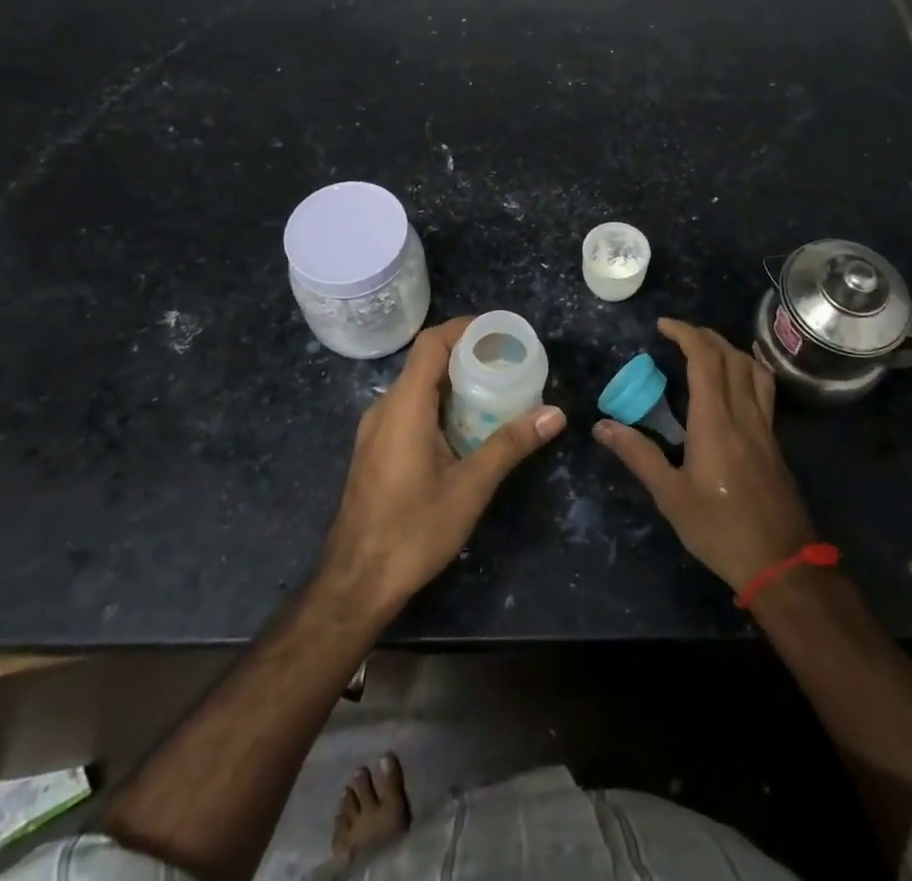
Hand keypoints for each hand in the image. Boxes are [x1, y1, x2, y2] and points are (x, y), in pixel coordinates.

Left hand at [319, 316, 566, 620]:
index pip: (431, 343)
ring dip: (454, 382)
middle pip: (425, 362)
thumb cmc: (412, 531)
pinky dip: (439, 404)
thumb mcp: (470, 487)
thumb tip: (555, 414)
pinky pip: (410, 409)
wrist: (356, 583)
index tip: (500, 331)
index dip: (464, 328)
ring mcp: (376, 429)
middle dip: (467, 355)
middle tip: (509, 362)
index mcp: (404, 406)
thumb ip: (510, 445)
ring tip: (495, 390)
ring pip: (417, 387)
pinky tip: (466, 427)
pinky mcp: (376, 449)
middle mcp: (385, 408)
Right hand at [594, 318, 816, 591]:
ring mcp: (764, 427)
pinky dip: (749, 369)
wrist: (782, 564)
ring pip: (753, 369)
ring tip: (706, 348)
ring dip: (728, 348)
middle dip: (704, 335)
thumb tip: (602, 426)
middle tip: (677, 334)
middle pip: (730, 356)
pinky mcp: (774, 442)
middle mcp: (743, 414)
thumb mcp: (671, 496)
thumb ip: (638, 455)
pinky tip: (738, 381)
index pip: (704, 359)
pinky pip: (764, 389)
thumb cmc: (720, 530)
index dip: (685, 334)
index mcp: (715, 421)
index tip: (662, 326)